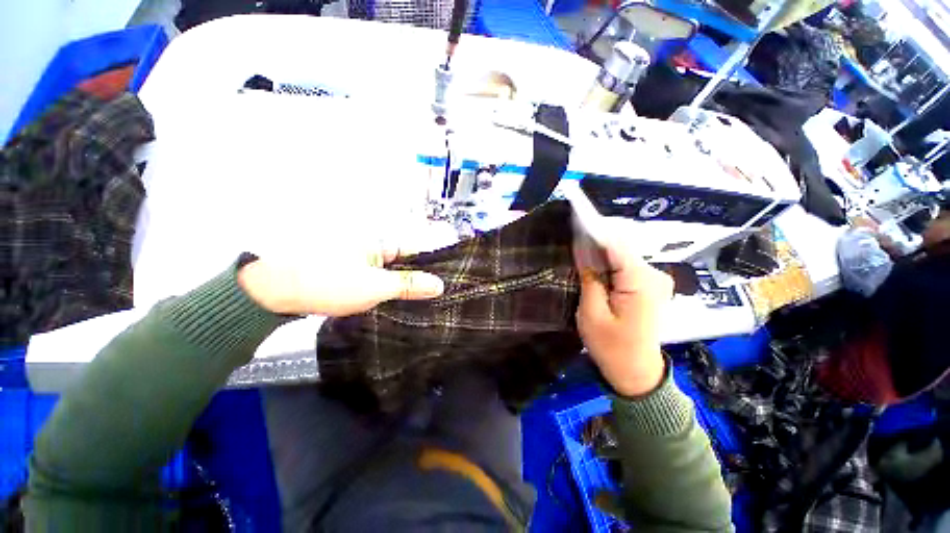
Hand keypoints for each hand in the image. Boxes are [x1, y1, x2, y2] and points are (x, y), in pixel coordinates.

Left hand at [237, 241, 443, 316]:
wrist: (273, 291)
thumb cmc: (327, 282)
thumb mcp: (374, 286)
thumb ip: (408, 285)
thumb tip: (439, 285)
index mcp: (381, 242)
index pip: (417, 250)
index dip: (432, 265)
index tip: (446, 281)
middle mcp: (374, 246)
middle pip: (406, 262)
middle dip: (420, 279)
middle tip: (437, 297)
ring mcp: (362, 259)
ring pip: (392, 272)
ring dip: (404, 286)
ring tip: (422, 302)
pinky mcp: (351, 272)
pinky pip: (378, 279)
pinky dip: (388, 289)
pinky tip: (395, 302)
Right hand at [575, 238, 672, 396]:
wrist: (636, 371)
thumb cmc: (611, 347)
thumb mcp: (591, 313)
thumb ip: (589, 277)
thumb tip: (583, 248)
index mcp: (641, 281)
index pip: (616, 245)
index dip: (593, 233)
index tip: (573, 225)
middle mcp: (655, 274)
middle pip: (620, 247)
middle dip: (595, 244)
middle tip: (571, 245)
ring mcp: (655, 278)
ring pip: (622, 254)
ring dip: (600, 254)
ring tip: (579, 257)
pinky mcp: (650, 284)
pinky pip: (626, 265)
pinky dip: (609, 264)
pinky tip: (594, 269)